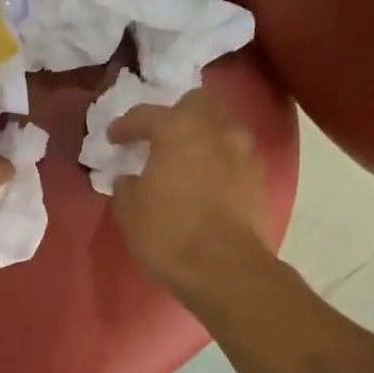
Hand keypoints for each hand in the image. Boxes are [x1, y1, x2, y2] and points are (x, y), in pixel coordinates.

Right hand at [107, 89, 273, 302]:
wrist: (225, 269)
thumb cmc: (168, 233)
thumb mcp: (129, 210)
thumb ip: (127, 185)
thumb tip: (131, 178)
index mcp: (178, 129)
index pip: (145, 115)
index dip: (125, 126)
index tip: (114, 138)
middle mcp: (215, 129)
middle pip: (197, 103)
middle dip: (175, 114)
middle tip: (157, 137)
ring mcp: (243, 151)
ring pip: (221, 125)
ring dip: (201, 134)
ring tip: (184, 157)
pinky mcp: (259, 177)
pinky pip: (234, 153)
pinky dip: (218, 158)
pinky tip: (205, 178)